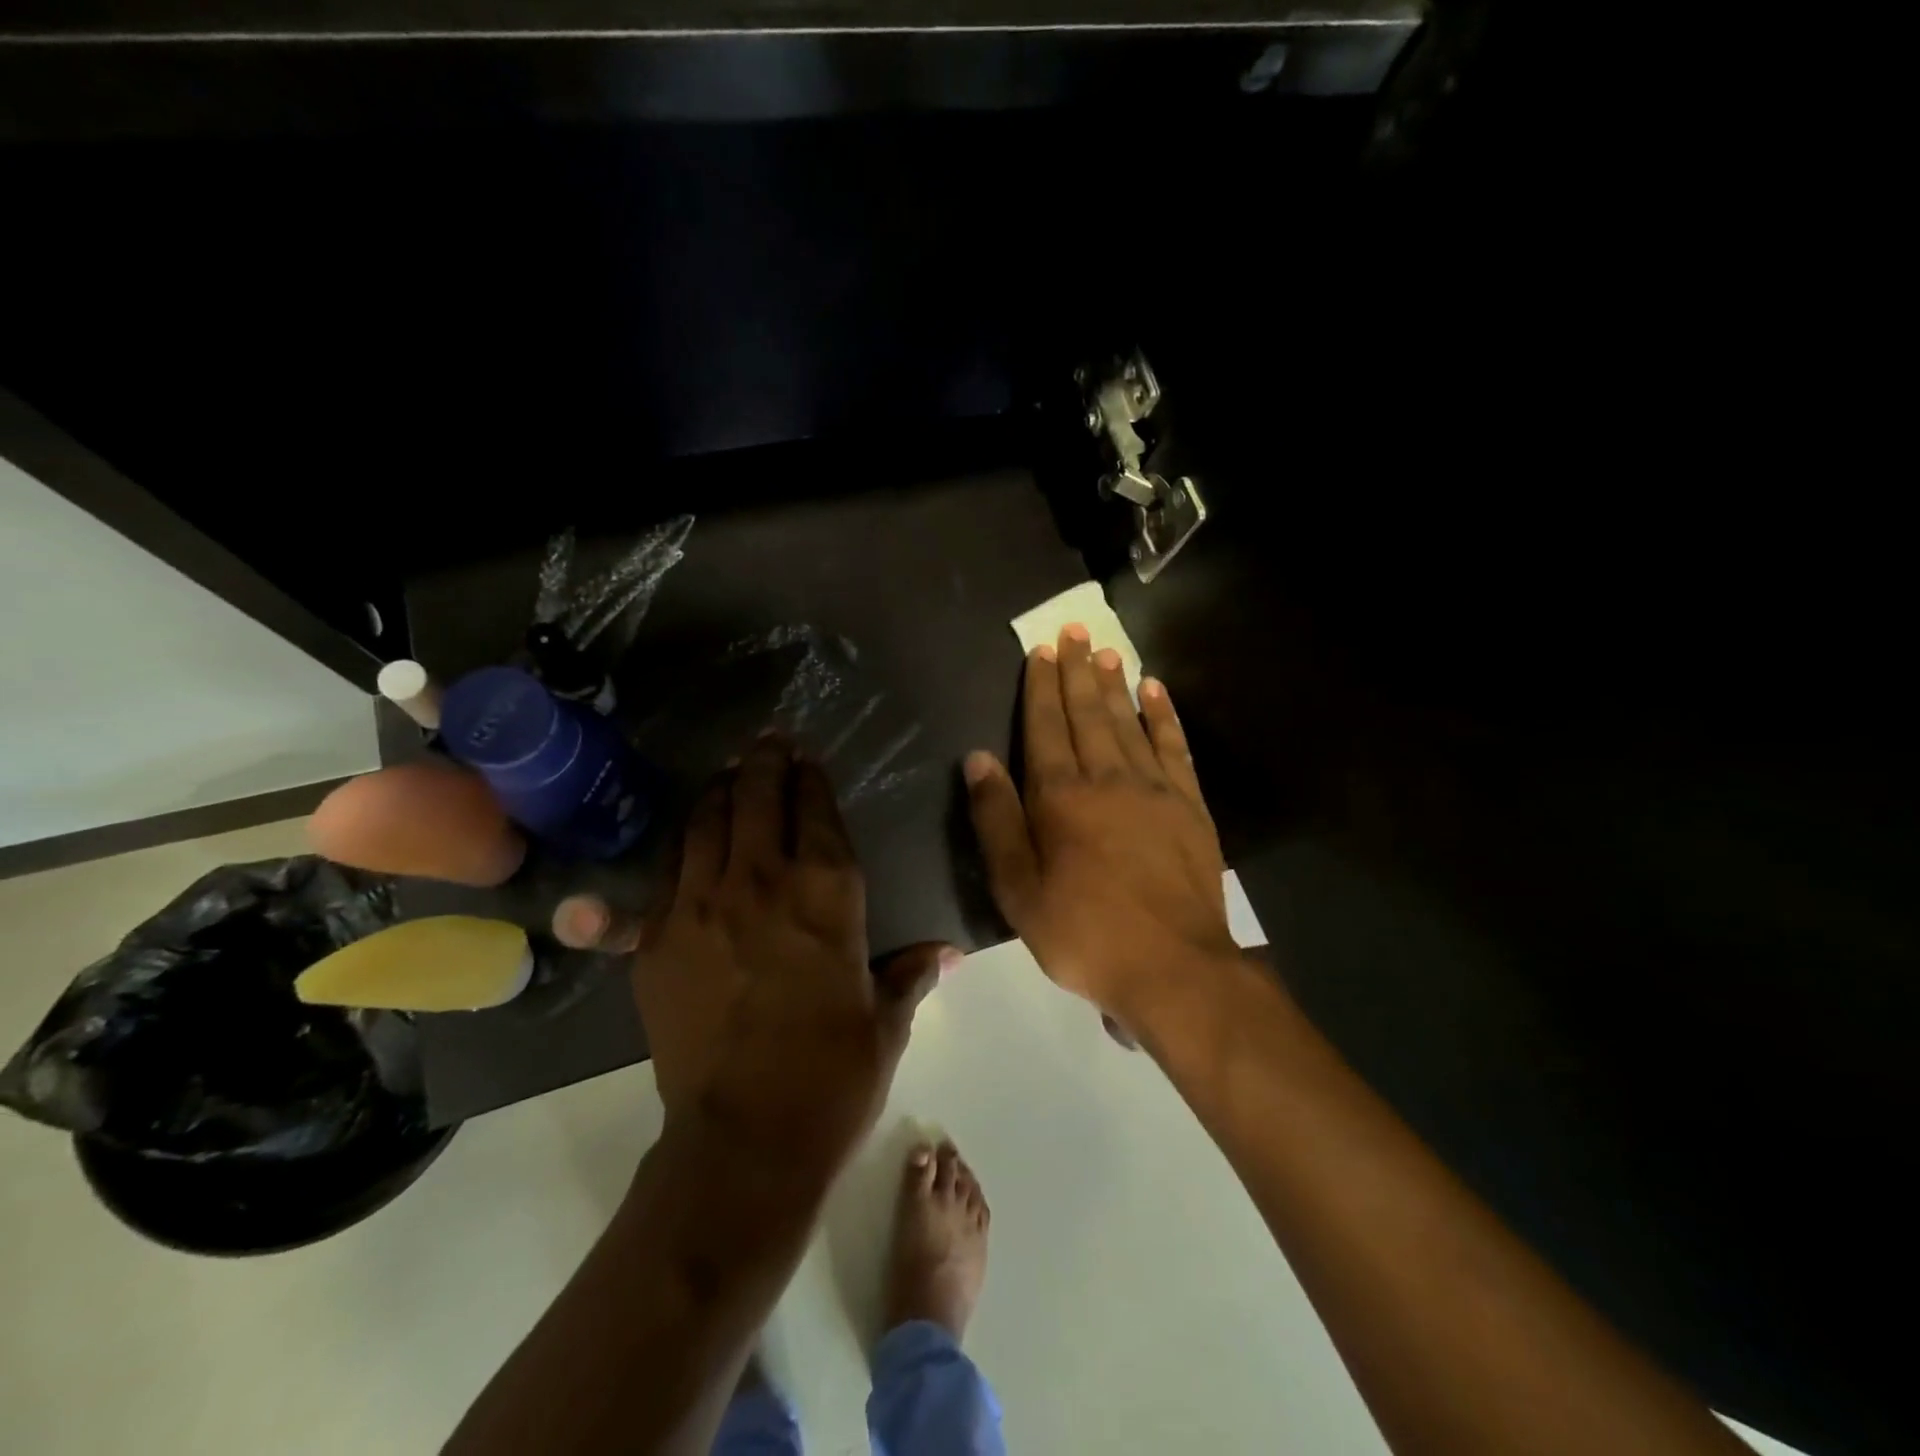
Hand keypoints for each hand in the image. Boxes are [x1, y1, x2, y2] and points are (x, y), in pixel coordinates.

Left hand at [635, 732, 954, 1171]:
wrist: (744, 1141)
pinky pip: (668, 868)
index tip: (806, 758)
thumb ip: (912, 973)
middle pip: (755, 796)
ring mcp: (701, 905)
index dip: (810, 777)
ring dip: (720, 790)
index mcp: (827, 894)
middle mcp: (763, 882)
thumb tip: (949, 954)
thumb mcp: (885, 1022)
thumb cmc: (833, 1077)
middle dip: (763, 762)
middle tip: (766, 743)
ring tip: (728, 774)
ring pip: (706, 821)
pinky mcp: (657, 938)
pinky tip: (691, 835)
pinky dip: (684, 841)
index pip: (815, 810)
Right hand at [964, 625, 1236, 1020]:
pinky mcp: (1190, 806)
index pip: (1045, 727)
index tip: (1041, 651)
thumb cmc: (1083, 934)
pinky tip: (1155, 691)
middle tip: (1072, 632)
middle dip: (1076, 671)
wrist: (1173, 967)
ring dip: (1114, 683)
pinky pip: (1174, 746)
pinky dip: (1163, 715)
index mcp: (1060, 797)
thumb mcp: (1018, 890)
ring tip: (1104, 650)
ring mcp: (1154, 788)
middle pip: (1087, 713)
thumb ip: (997, 820)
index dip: (1040, 687)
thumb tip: (978, 758)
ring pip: (1128, 721)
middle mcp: (1107, 778)